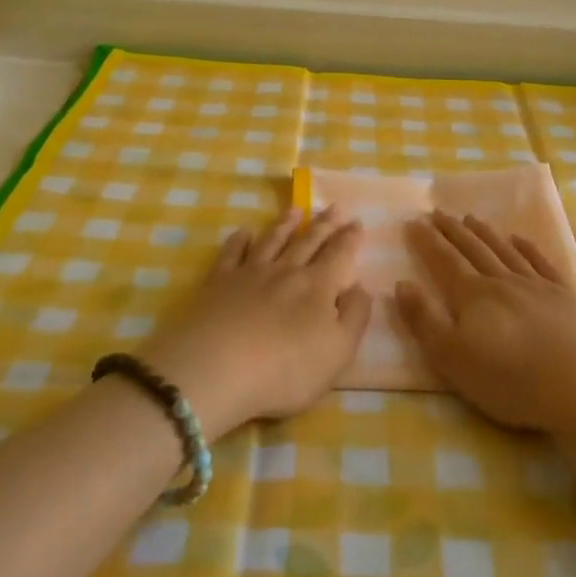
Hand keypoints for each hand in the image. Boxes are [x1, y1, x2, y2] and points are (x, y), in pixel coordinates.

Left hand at [140, 206, 372, 434]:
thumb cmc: (286, 370)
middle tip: (335, 207)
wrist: (216, 369)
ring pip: (273, 240)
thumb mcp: (338, 352)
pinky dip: (239, 240)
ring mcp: (250, 273)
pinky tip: (244, 232)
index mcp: (319, 286)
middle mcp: (287, 271)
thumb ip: (355, 316)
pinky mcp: (218, 282)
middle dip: (325, 224)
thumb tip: (360, 287)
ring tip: (295, 210)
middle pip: (309, 241)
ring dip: (286, 224)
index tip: (357, 222)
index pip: (340, 255)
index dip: (350, 238)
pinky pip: (232, 253)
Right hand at [397, 211, 575, 433]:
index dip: (427, 241)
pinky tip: (519, 239)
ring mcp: (536, 285)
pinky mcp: (565, 296)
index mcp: (472, 295)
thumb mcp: (452, 358)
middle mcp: (501, 281)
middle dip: (453, 231)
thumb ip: (424, 320)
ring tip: (472, 218)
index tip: (414, 221)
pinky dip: (528, 248)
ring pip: (504, 251)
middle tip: (438, 212)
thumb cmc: (509, 379)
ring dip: (485, 234)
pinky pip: (541, 262)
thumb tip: (401, 283)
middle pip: (473, 249)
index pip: (444, 260)